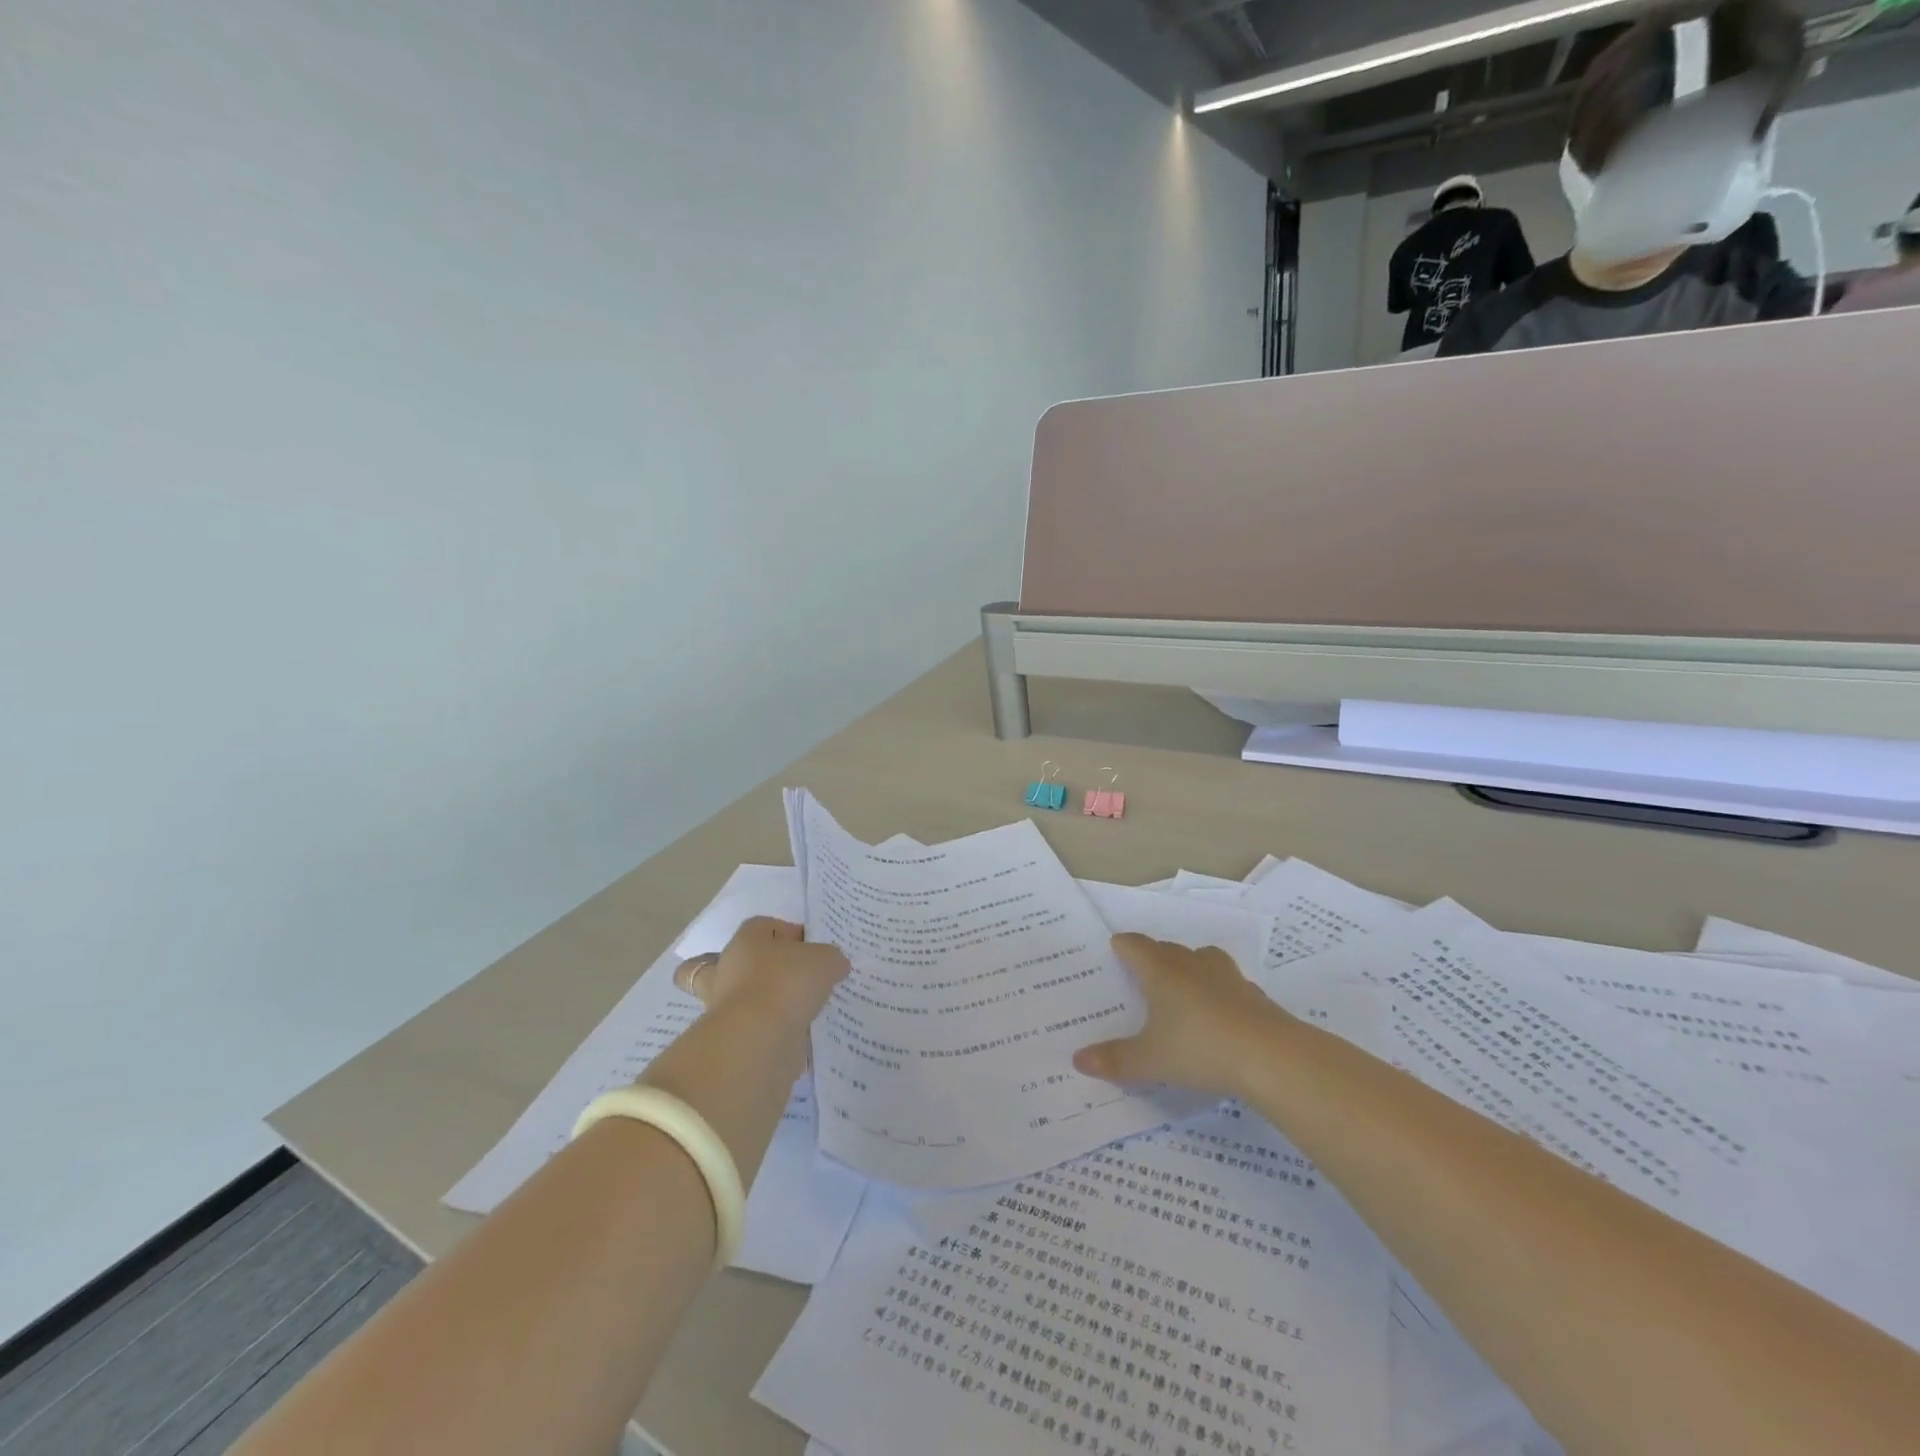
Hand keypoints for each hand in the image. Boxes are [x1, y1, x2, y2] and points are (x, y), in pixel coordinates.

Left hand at [673, 917, 846, 1033]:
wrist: (758, 1039)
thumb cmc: (787, 982)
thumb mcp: (825, 960)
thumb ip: (830, 958)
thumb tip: (833, 964)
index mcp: (747, 940)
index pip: (763, 926)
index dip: (787, 932)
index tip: (810, 948)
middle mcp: (728, 968)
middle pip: (731, 960)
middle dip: (754, 968)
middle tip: (789, 978)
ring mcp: (723, 1005)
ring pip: (733, 997)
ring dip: (758, 1003)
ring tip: (792, 1010)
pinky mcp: (728, 1038)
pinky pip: (748, 1029)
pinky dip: (765, 1032)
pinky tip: (794, 1036)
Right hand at [1073, 933, 1287, 1099]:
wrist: (1272, 1056)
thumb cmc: (1200, 1049)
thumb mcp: (1150, 1061)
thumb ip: (1114, 1060)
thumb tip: (1077, 1060)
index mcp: (1161, 972)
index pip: (1135, 946)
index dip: (1123, 946)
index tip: (1115, 947)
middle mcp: (1192, 965)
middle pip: (1167, 949)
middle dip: (1153, 956)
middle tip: (1142, 971)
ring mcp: (1227, 977)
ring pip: (1202, 959)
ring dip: (1189, 966)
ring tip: (1182, 984)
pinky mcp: (1253, 995)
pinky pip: (1228, 983)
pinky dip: (1218, 991)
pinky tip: (1219, 1012)